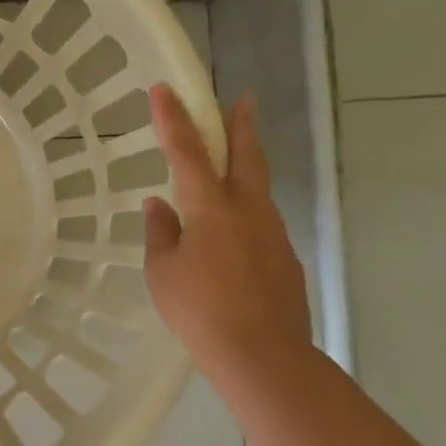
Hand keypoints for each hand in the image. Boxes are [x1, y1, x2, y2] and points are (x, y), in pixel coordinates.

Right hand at [144, 85, 311, 377]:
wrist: (264, 357)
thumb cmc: (200, 311)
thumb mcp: (163, 272)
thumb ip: (161, 233)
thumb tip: (159, 206)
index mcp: (211, 209)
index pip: (187, 152)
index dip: (173, 119)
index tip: (164, 89)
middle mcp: (248, 210)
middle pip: (246, 156)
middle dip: (240, 125)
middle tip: (241, 100)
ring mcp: (273, 233)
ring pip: (258, 188)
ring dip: (246, 166)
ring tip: (232, 162)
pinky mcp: (285, 258)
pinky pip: (261, 221)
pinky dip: (245, 210)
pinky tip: (232, 231)